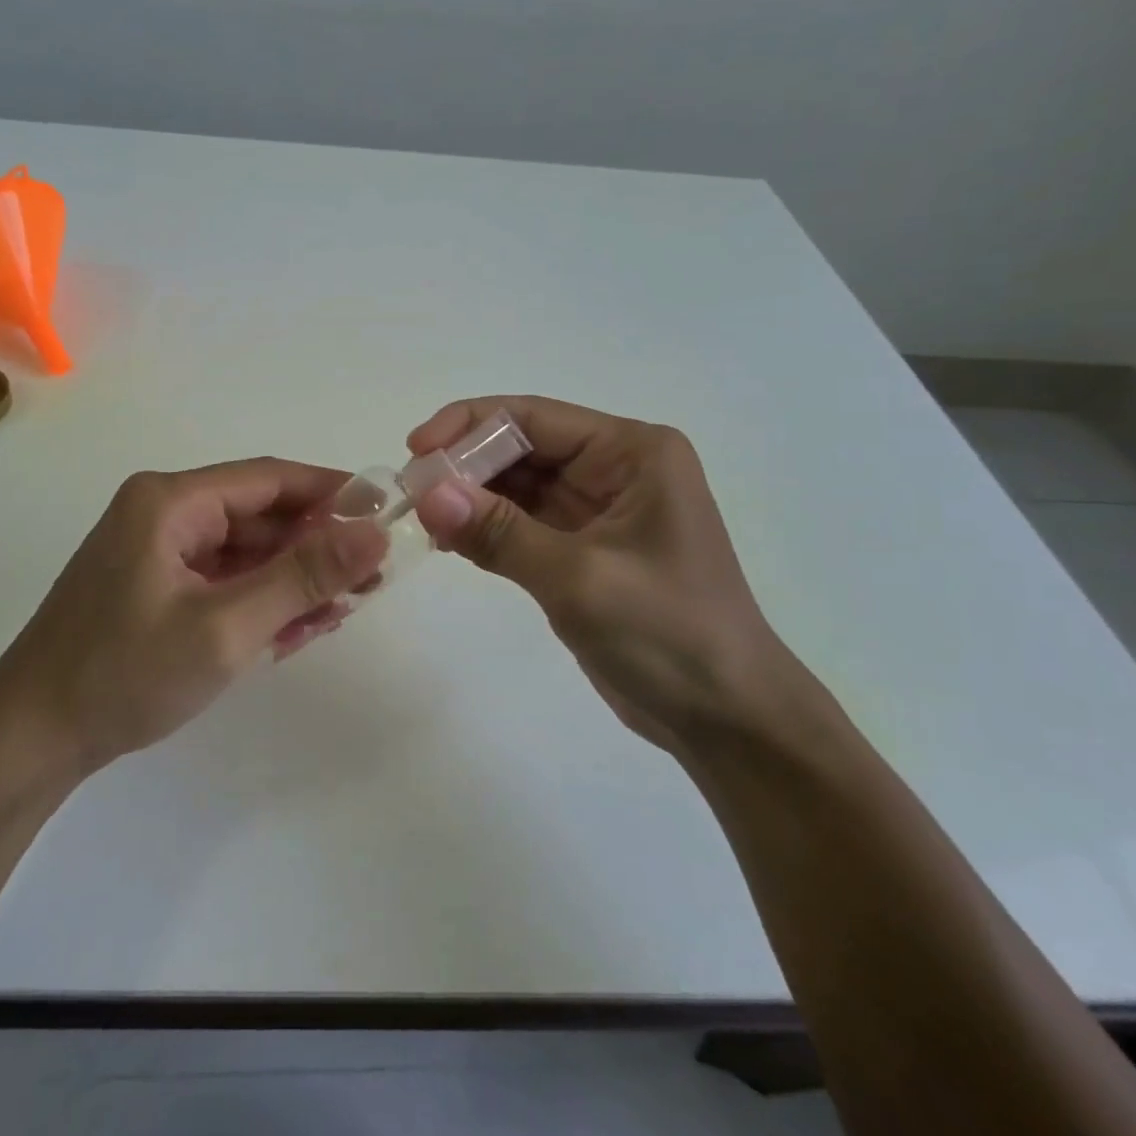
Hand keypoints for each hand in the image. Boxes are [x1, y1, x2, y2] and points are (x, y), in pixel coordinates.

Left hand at [0, 459, 388, 773]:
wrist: (30, 741)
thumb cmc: (124, 674)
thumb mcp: (226, 627)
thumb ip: (303, 577)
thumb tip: (375, 533)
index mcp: (170, 501)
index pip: (270, 479)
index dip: (332, 492)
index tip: (385, 516)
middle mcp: (163, 512)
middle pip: (259, 516)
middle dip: (315, 548)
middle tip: (370, 581)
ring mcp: (156, 551)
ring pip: (244, 551)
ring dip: (291, 579)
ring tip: (339, 612)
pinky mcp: (154, 585)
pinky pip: (221, 579)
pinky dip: (258, 600)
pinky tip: (293, 631)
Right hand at [409, 396, 803, 751]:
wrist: (725, 718)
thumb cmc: (668, 633)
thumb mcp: (579, 577)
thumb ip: (499, 531)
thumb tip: (426, 493)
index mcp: (631, 452)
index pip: (532, 417)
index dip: (467, 426)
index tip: (415, 452)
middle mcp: (614, 468)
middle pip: (520, 447)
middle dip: (464, 465)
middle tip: (409, 492)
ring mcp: (596, 509)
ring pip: (515, 485)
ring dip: (469, 497)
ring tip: (419, 518)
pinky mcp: (581, 547)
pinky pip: (520, 522)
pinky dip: (484, 528)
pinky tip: (447, 541)